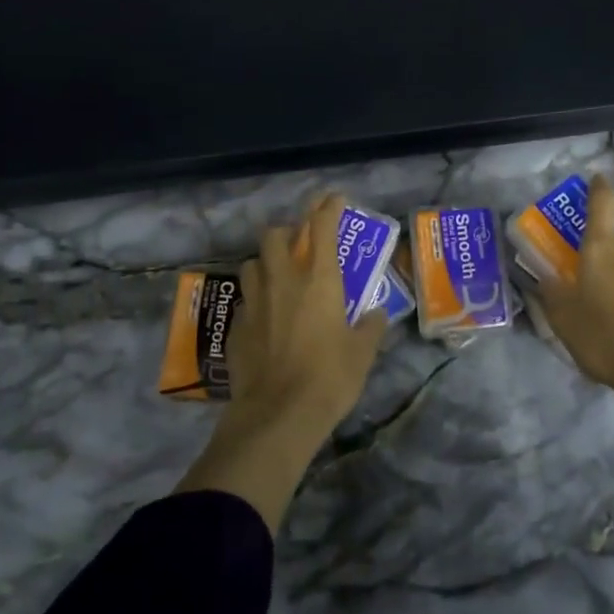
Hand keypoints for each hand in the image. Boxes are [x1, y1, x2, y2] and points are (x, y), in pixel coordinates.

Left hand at [175, 194, 386, 531]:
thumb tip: (376, 314)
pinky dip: (256, 300)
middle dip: (287, 232)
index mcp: (319, 281)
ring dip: (265, 263)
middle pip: (274, 236)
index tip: (333, 199)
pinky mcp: (236, 327)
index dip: (327, 208)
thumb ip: (371, 327)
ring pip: (252, 264)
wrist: (278, 414)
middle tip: (299, 245)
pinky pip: (245, 300)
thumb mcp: (362, 353)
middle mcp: (283, 281)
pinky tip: (265, 319)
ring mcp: (255, 302)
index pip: (321, 228)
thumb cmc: (330, 377)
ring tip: (278, 278)